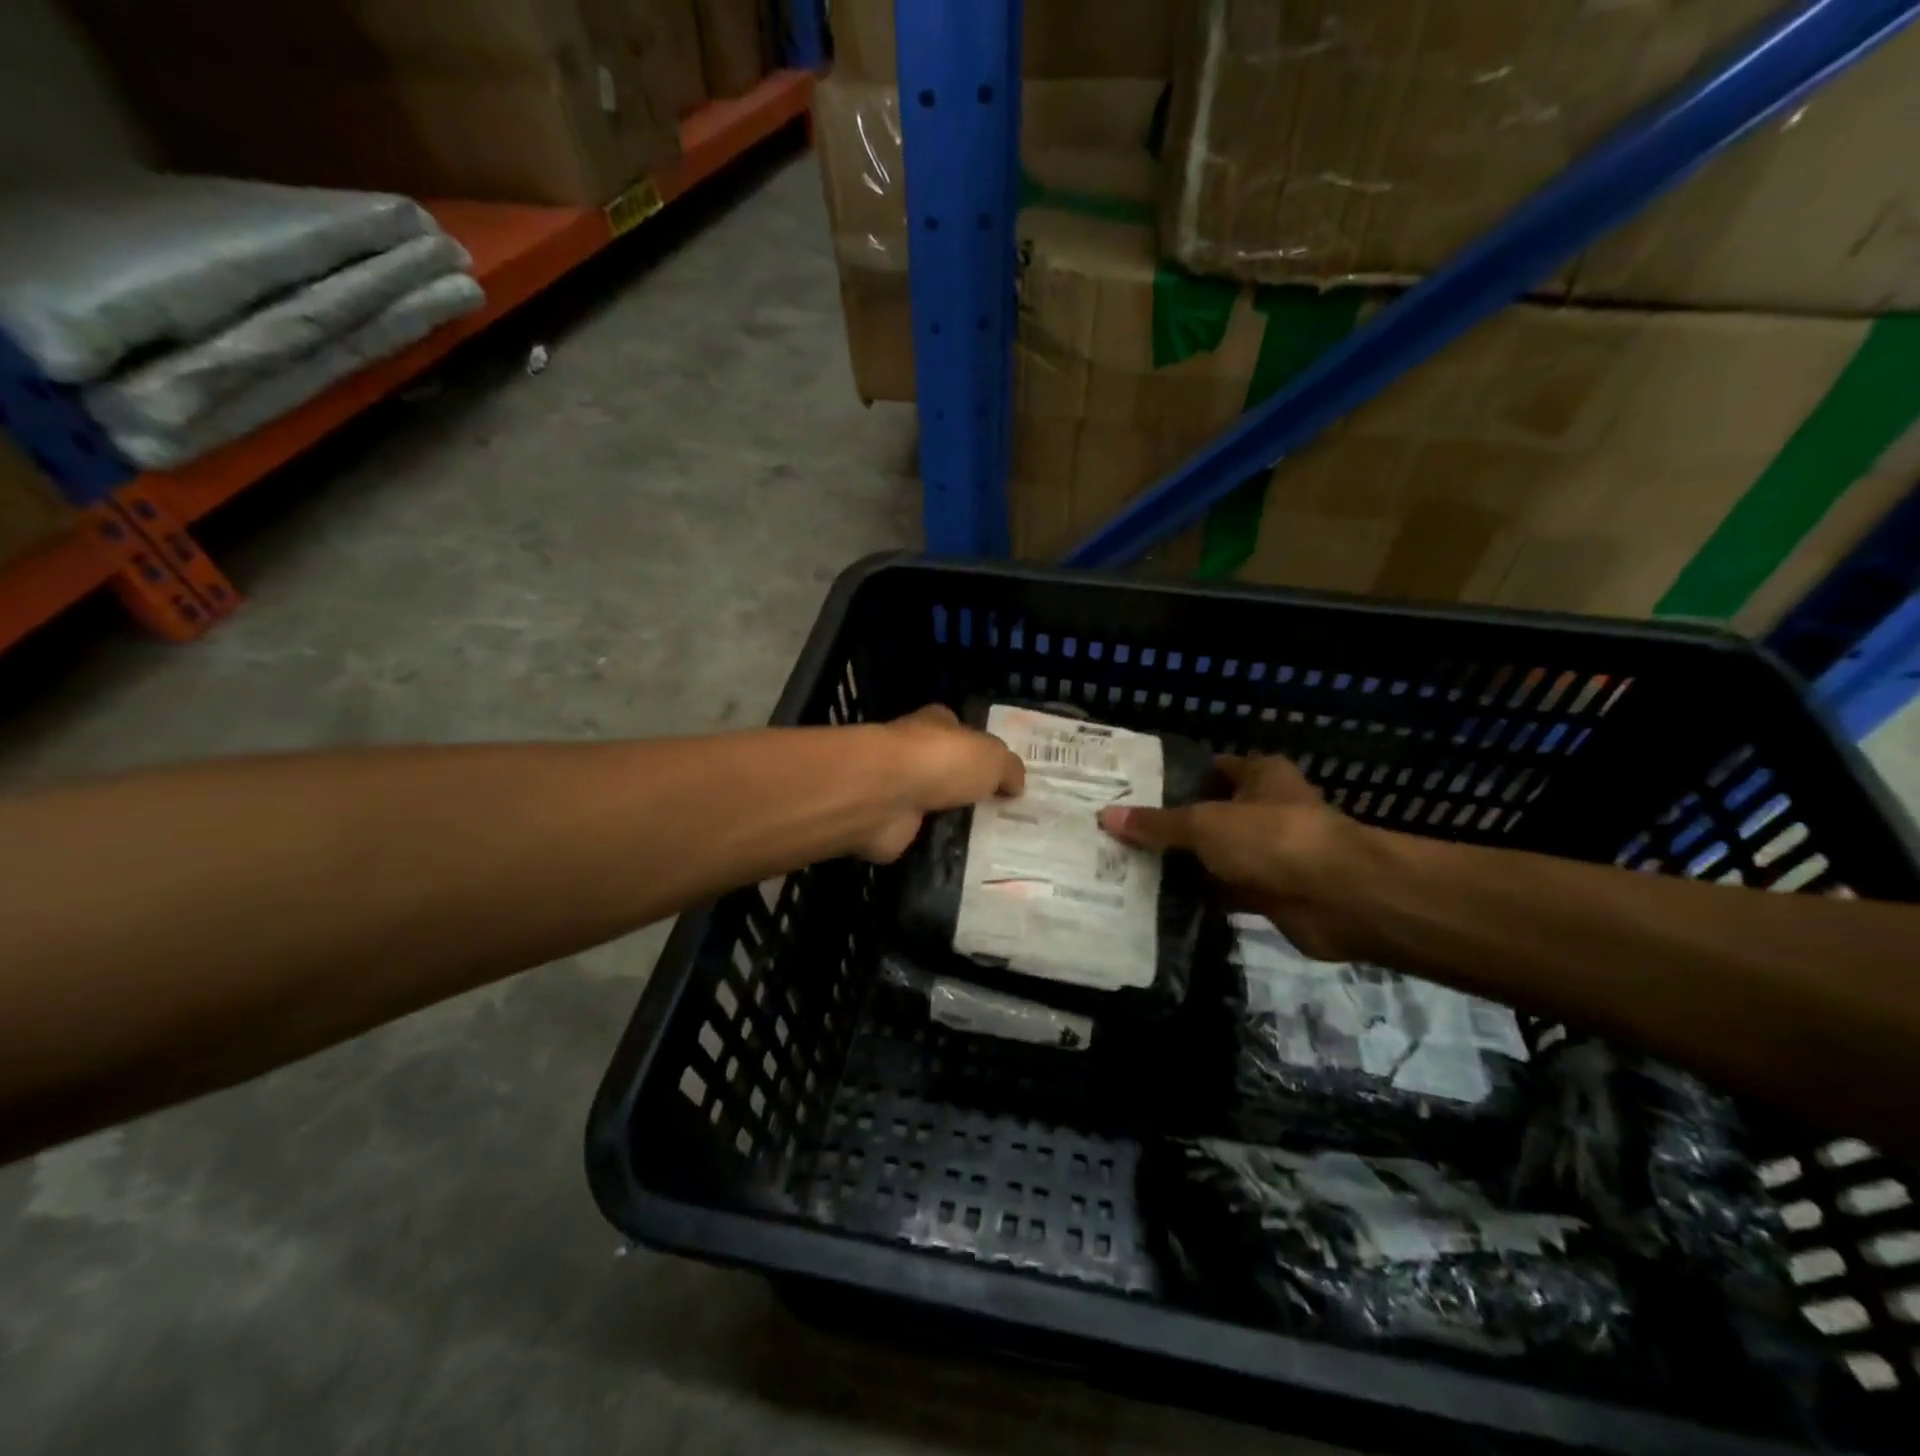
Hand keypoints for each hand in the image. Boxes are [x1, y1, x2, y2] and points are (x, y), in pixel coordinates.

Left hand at [857, 705, 1024, 863]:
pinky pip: (921, 835)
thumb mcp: (992, 758)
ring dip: (953, 819)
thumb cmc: (941, 761)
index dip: (980, 749)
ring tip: (991, 841)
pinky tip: (963, 859)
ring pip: (934, 804)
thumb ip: (1008, 768)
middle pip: (947, 770)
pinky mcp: (890, 824)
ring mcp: (899, 790)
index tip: (1003, 776)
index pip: (960, 731)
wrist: (885, 794)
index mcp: (937, 724)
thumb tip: (1016, 783)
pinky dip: (936, 845)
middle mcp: (915, 753)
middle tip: (1004, 814)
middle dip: (969, 788)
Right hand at [1098, 754, 1375, 958]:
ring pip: (1213, 855)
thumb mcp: (1205, 824)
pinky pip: (1223, 889)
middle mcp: (1264, 809)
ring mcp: (1268, 853)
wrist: (1340, 899)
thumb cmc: (1272, 839)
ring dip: (1181, 863)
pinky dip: (1198, 895)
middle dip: (1167, 825)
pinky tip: (1156, 899)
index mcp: (1258, 775)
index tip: (1127, 791)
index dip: (1169, 778)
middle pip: (1206, 814)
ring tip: (1125, 865)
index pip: (1206, 769)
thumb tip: (1106, 816)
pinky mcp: (1268, 892)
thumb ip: (1157, 823)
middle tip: (1117, 832)